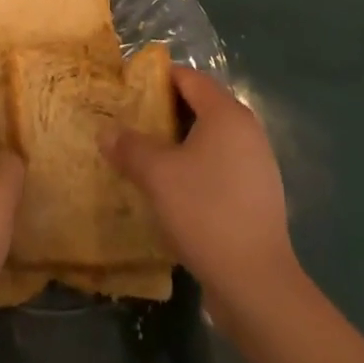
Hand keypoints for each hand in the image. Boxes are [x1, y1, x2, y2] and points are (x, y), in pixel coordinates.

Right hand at [103, 64, 298, 323]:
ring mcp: (257, 165)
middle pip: (200, 105)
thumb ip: (129, 147)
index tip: (126, 90)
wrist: (257, 285)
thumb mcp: (157, 175)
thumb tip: (106, 133)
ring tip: (146, 155)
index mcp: (226, 114)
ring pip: (209, 138)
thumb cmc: (205, 212)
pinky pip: (220, 165)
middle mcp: (247, 131)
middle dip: (164, 111)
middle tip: (130, 123)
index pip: (188, 77)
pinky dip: (196, 167)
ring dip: (179, 142)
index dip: (156, 79)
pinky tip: (173, 188)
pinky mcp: (257, 196)